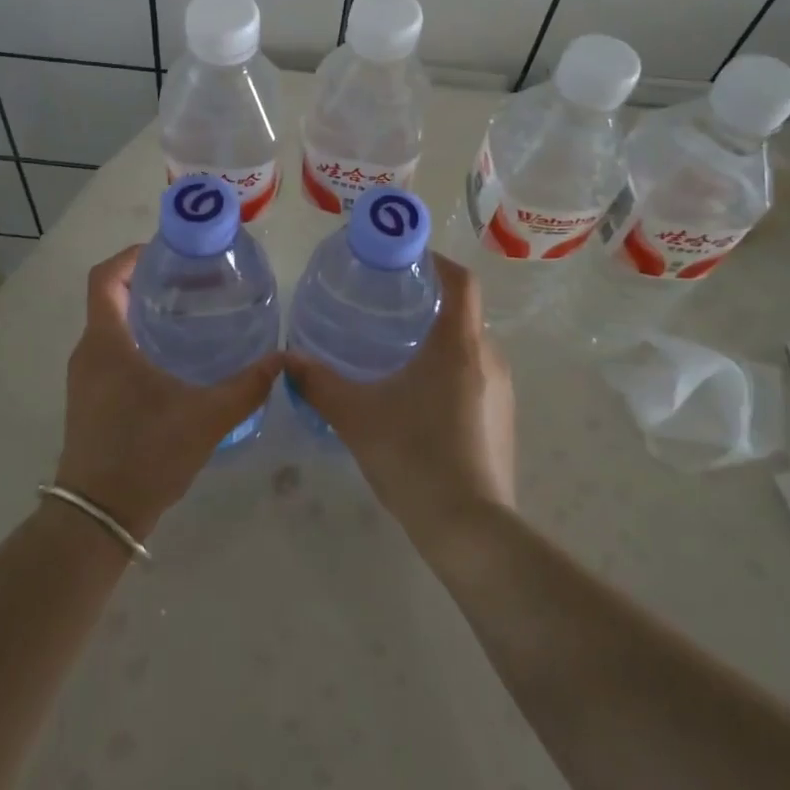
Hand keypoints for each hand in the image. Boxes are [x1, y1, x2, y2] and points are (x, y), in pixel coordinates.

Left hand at [57, 245, 280, 539]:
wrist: (97, 520)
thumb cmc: (145, 456)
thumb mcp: (206, 418)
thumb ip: (247, 386)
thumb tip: (284, 359)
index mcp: (106, 343)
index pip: (106, 278)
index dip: (132, 255)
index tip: (169, 250)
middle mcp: (89, 353)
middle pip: (111, 297)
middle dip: (149, 281)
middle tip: (195, 279)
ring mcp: (86, 378)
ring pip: (112, 325)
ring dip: (144, 311)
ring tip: (192, 312)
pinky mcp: (91, 399)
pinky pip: (112, 351)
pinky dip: (139, 339)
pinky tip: (176, 356)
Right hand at [285, 254, 515, 549]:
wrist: (470, 530)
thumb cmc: (414, 457)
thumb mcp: (357, 416)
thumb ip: (319, 384)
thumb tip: (287, 360)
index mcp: (459, 344)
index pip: (461, 282)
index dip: (437, 262)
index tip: (407, 259)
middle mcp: (489, 358)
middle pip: (463, 313)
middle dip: (429, 303)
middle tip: (387, 307)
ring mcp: (501, 392)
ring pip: (470, 347)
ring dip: (439, 340)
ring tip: (397, 351)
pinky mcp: (502, 420)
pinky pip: (476, 377)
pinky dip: (450, 371)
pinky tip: (419, 399)